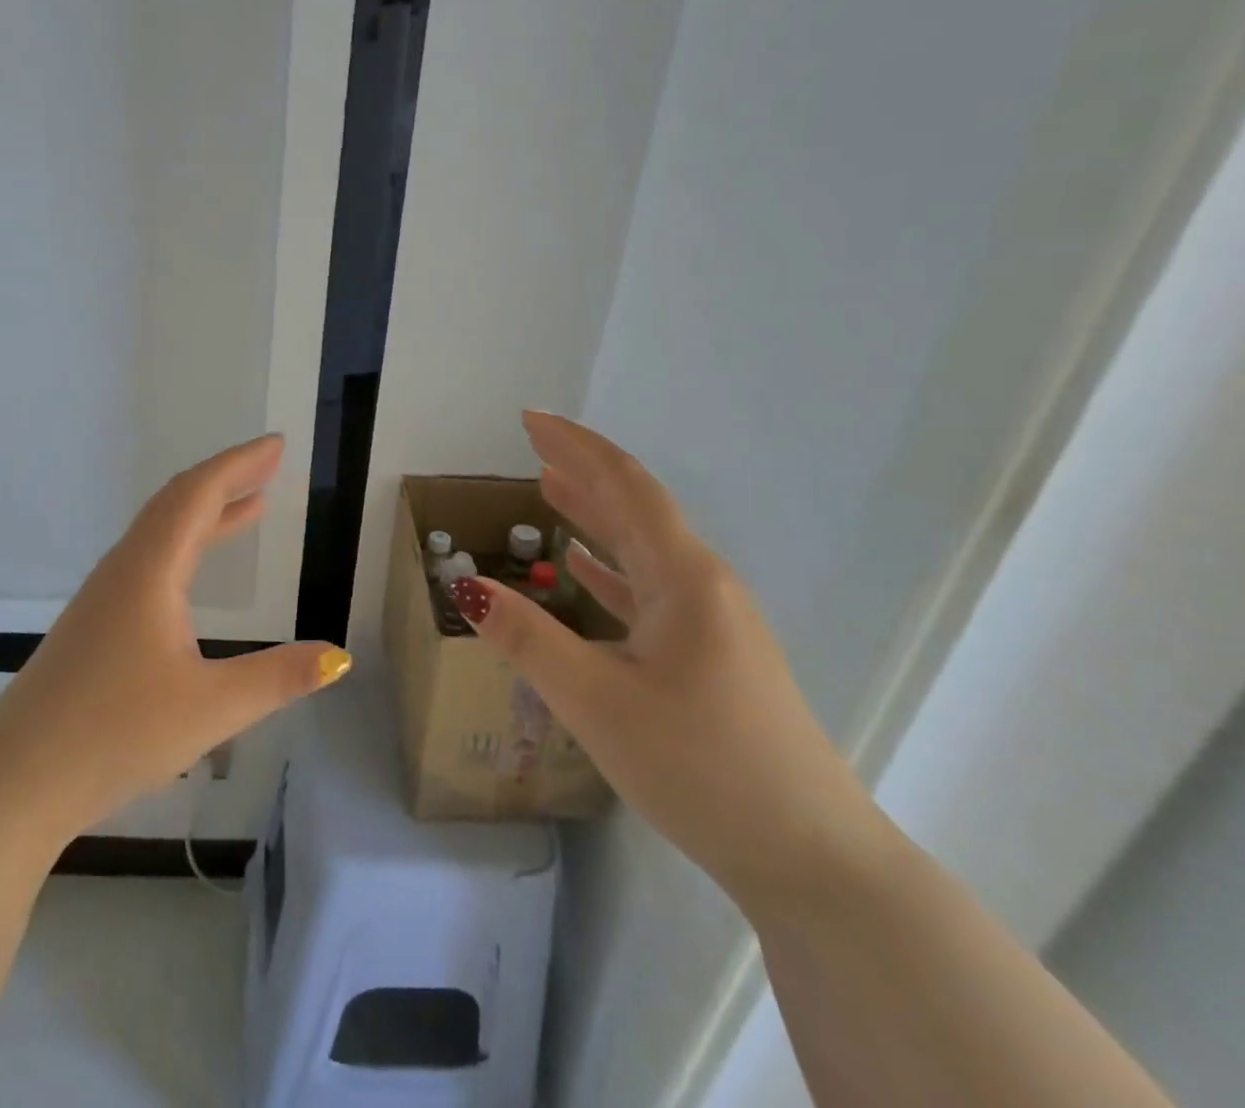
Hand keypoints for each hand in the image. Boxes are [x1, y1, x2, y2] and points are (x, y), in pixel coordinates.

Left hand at [0, 434, 351, 843]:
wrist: (15, 779)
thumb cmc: (114, 734)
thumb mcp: (210, 708)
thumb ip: (278, 678)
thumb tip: (340, 657)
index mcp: (150, 570)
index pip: (199, 494)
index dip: (240, 464)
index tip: (277, 445)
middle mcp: (125, 568)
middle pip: (178, 501)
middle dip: (227, 478)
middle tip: (270, 464)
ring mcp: (105, 595)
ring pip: (161, 530)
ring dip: (206, 510)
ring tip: (250, 504)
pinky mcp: (96, 622)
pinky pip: (150, 558)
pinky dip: (186, 543)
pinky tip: (197, 571)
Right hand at [455, 412, 886, 912]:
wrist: (811, 859)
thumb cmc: (701, 767)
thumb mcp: (596, 701)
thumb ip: (528, 640)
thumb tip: (466, 587)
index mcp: (684, 579)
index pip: (625, 487)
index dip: (576, 447)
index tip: (529, 419)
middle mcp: (702, 586)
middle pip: (635, 509)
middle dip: (583, 470)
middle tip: (531, 442)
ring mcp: (711, 622)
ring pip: (642, 548)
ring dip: (595, 514)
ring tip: (549, 486)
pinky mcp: (710, 655)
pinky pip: (650, 589)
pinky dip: (612, 567)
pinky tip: (585, 567)